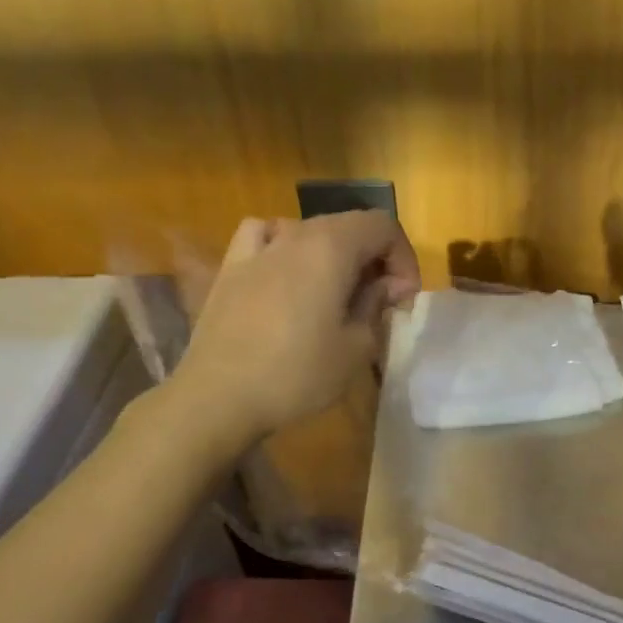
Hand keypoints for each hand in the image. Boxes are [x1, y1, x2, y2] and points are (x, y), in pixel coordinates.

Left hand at [170, 211, 419, 441]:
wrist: (219, 397)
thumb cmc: (297, 374)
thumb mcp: (356, 347)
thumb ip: (376, 305)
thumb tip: (386, 285)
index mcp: (331, 247)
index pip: (382, 226)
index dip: (403, 258)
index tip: (403, 298)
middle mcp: (295, 234)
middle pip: (348, 225)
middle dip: (373, 258)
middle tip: (380, 301)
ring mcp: (257, 248)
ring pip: (308, 230)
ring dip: (333, 254)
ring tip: (336, 290)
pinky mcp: (231, 267)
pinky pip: (264, 236)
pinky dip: (285, 246)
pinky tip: (285, 272)